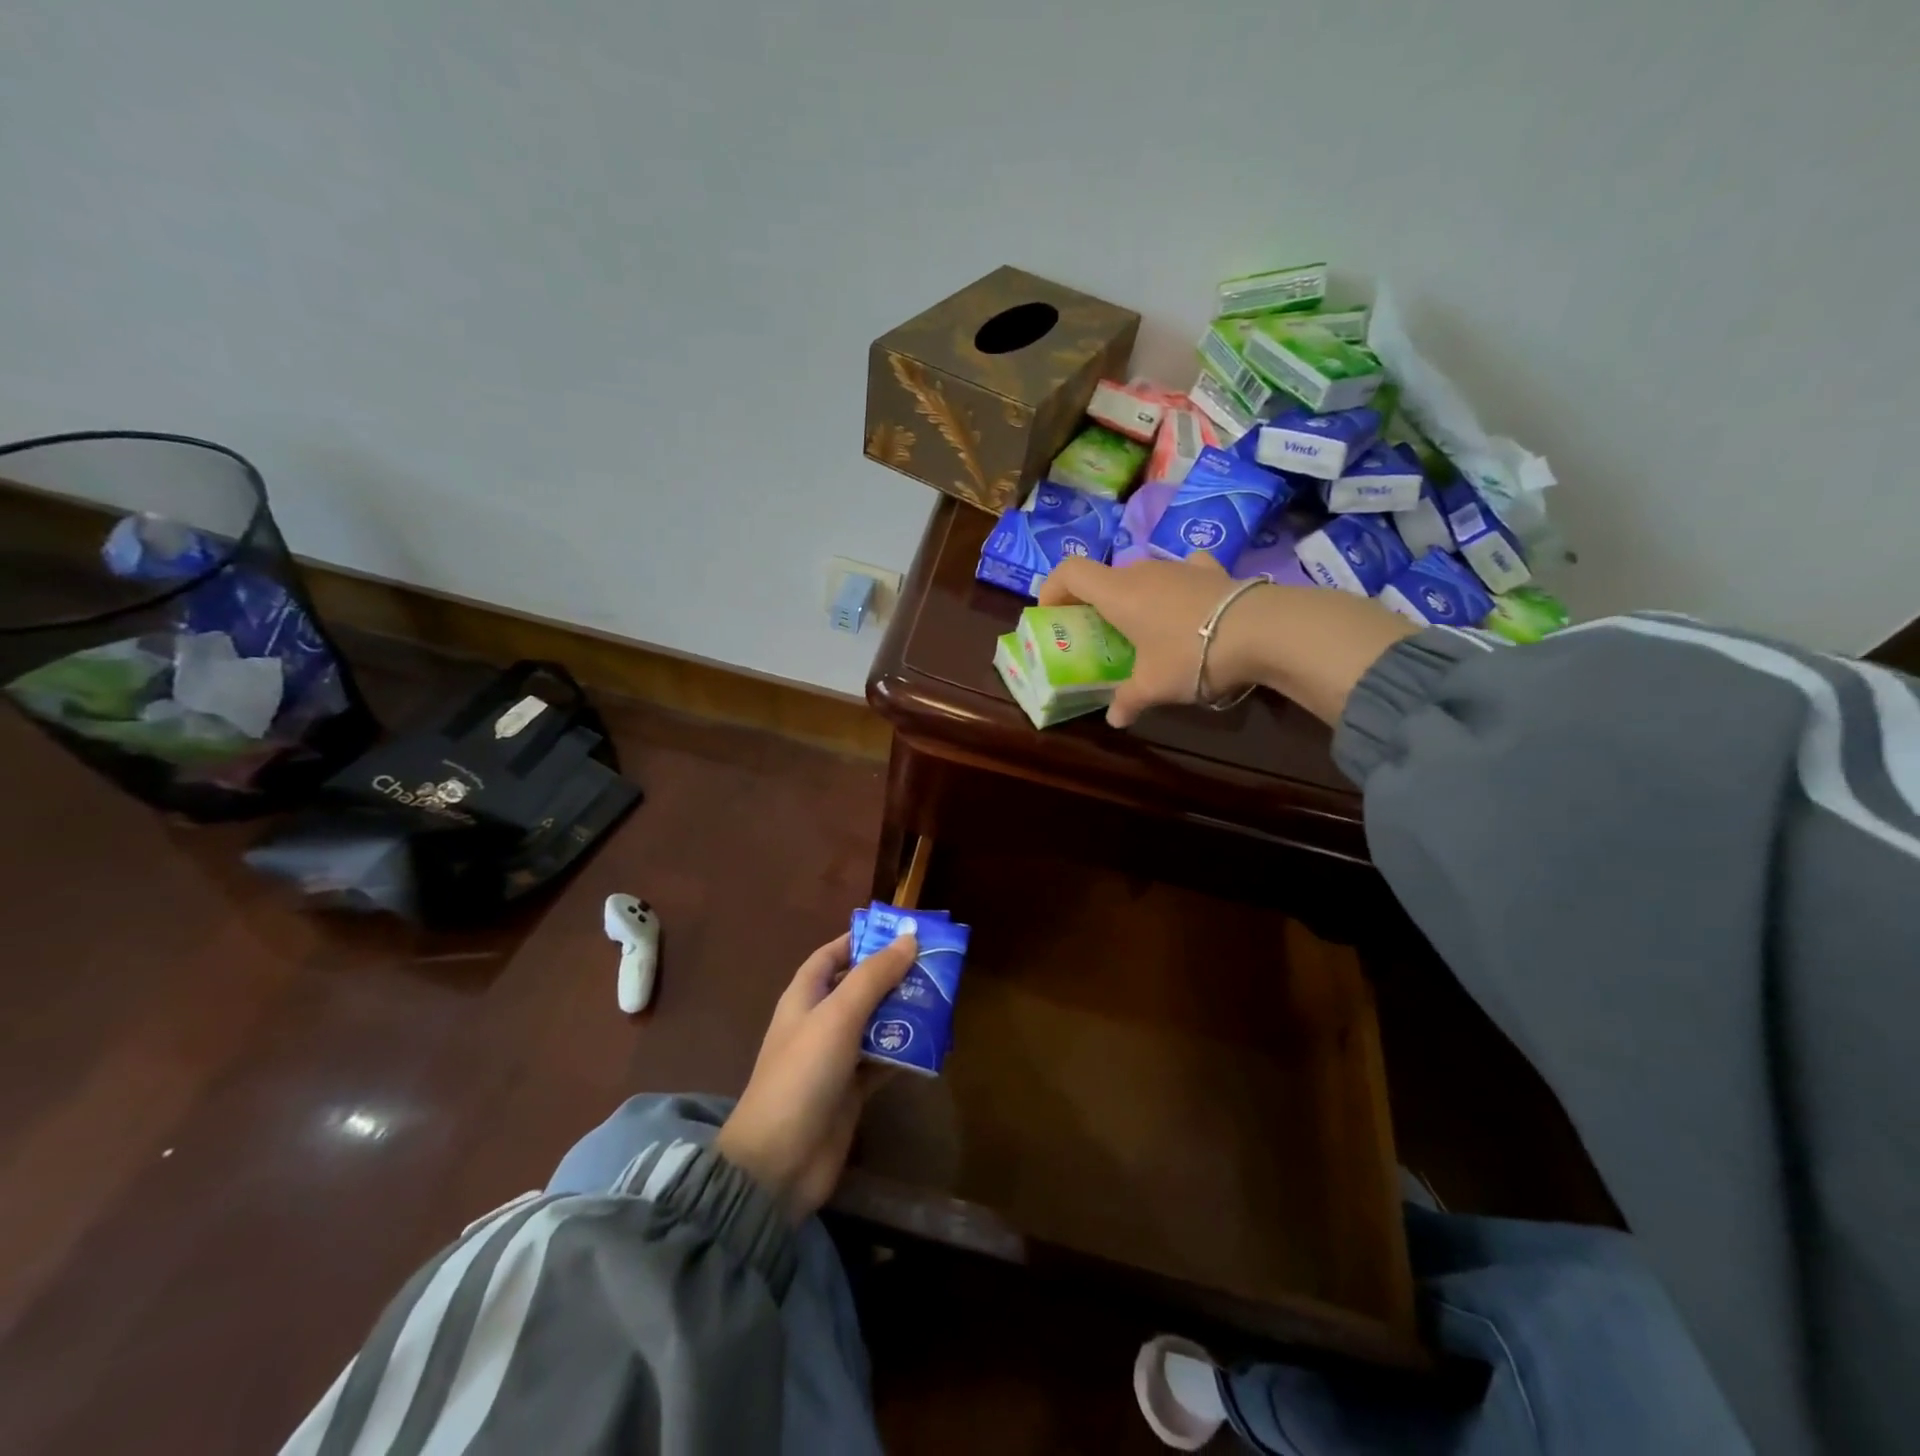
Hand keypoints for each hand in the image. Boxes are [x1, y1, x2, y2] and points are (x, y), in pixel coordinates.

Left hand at [715, 931, 916, 1221]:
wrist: (779, 1162)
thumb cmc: (803, 1074)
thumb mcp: (838, 1016)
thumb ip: (874, 976)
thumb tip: (909, 938)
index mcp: (805, 997)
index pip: (831, 955)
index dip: (861, 940)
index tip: (900, 932)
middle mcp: (819, 1021)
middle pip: (859, 987)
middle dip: (893, 976)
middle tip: (934, 966)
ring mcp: (835, 1057)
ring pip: (875, 1024)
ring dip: (903, 1013)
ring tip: (941, 1000)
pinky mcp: (851, 1090)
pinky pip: (882, 1061)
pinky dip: (904, 1052)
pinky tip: (932, 1045)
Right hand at [1041, 553, 1418, 728]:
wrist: (1262, 630)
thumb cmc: (1190, 654)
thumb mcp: (1154, 686)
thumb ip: (1128, 700)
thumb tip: (1115, 719)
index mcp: (1117, 593)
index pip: (1070, 571)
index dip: (1053, 588)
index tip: (1051, 613)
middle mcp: (1143, 571)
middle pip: (1105, 577)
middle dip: (1094, 603)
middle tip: (1098, 634)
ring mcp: (1179, 566)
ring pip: (1143, 576)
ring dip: (1134, 598)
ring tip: (1143, 630)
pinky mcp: (1211, 570)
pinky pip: (1182, 572)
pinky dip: (1175, 587)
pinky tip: (1185, 606)